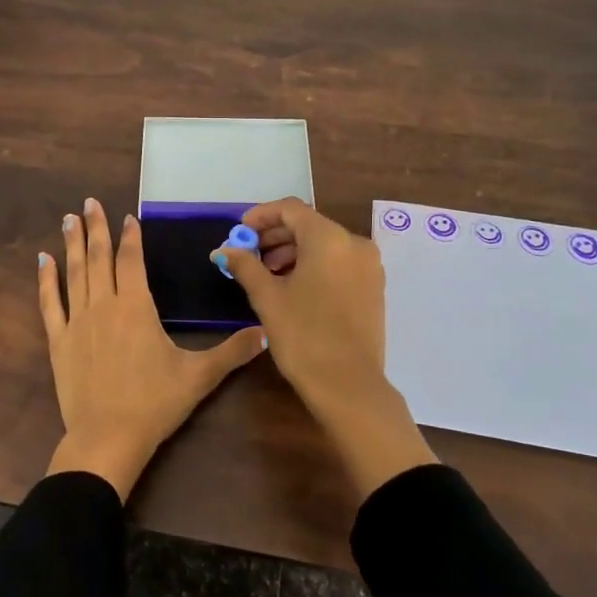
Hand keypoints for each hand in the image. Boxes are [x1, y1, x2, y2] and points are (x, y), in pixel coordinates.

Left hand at [40, 198, 264, 499]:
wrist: (108, 437)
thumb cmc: (155, 403)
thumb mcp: (199, 376)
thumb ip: (232, 352)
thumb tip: (266, 334)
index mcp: (136, 306)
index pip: (132, 260)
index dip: (130, 236)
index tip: (127, 216)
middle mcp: (104, 304)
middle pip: (99, 257)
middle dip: (96, 227)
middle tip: (89, 202)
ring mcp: (78, 321)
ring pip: (75, 272)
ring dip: (72, 243)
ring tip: (69, 218)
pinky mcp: (59, 341)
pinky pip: (50, 303)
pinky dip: (46, 280)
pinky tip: (43, 260)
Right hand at [217, 198, 437, 497]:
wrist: (349, 386)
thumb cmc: (303, 335)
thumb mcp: (267, 298)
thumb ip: (245, 265)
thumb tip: (224, 250)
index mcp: (329, 238)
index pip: (290, 209)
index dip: (261, 216)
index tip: (239, 231)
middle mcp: (354, 244)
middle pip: (309, 225)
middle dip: (275, 236)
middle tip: (248, 254)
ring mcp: (369, 266)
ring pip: (324, 245)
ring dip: (293, 252)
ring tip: (266, 274)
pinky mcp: (373, 288)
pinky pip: (339, 263)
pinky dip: (314, 266)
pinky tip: (293, 288)